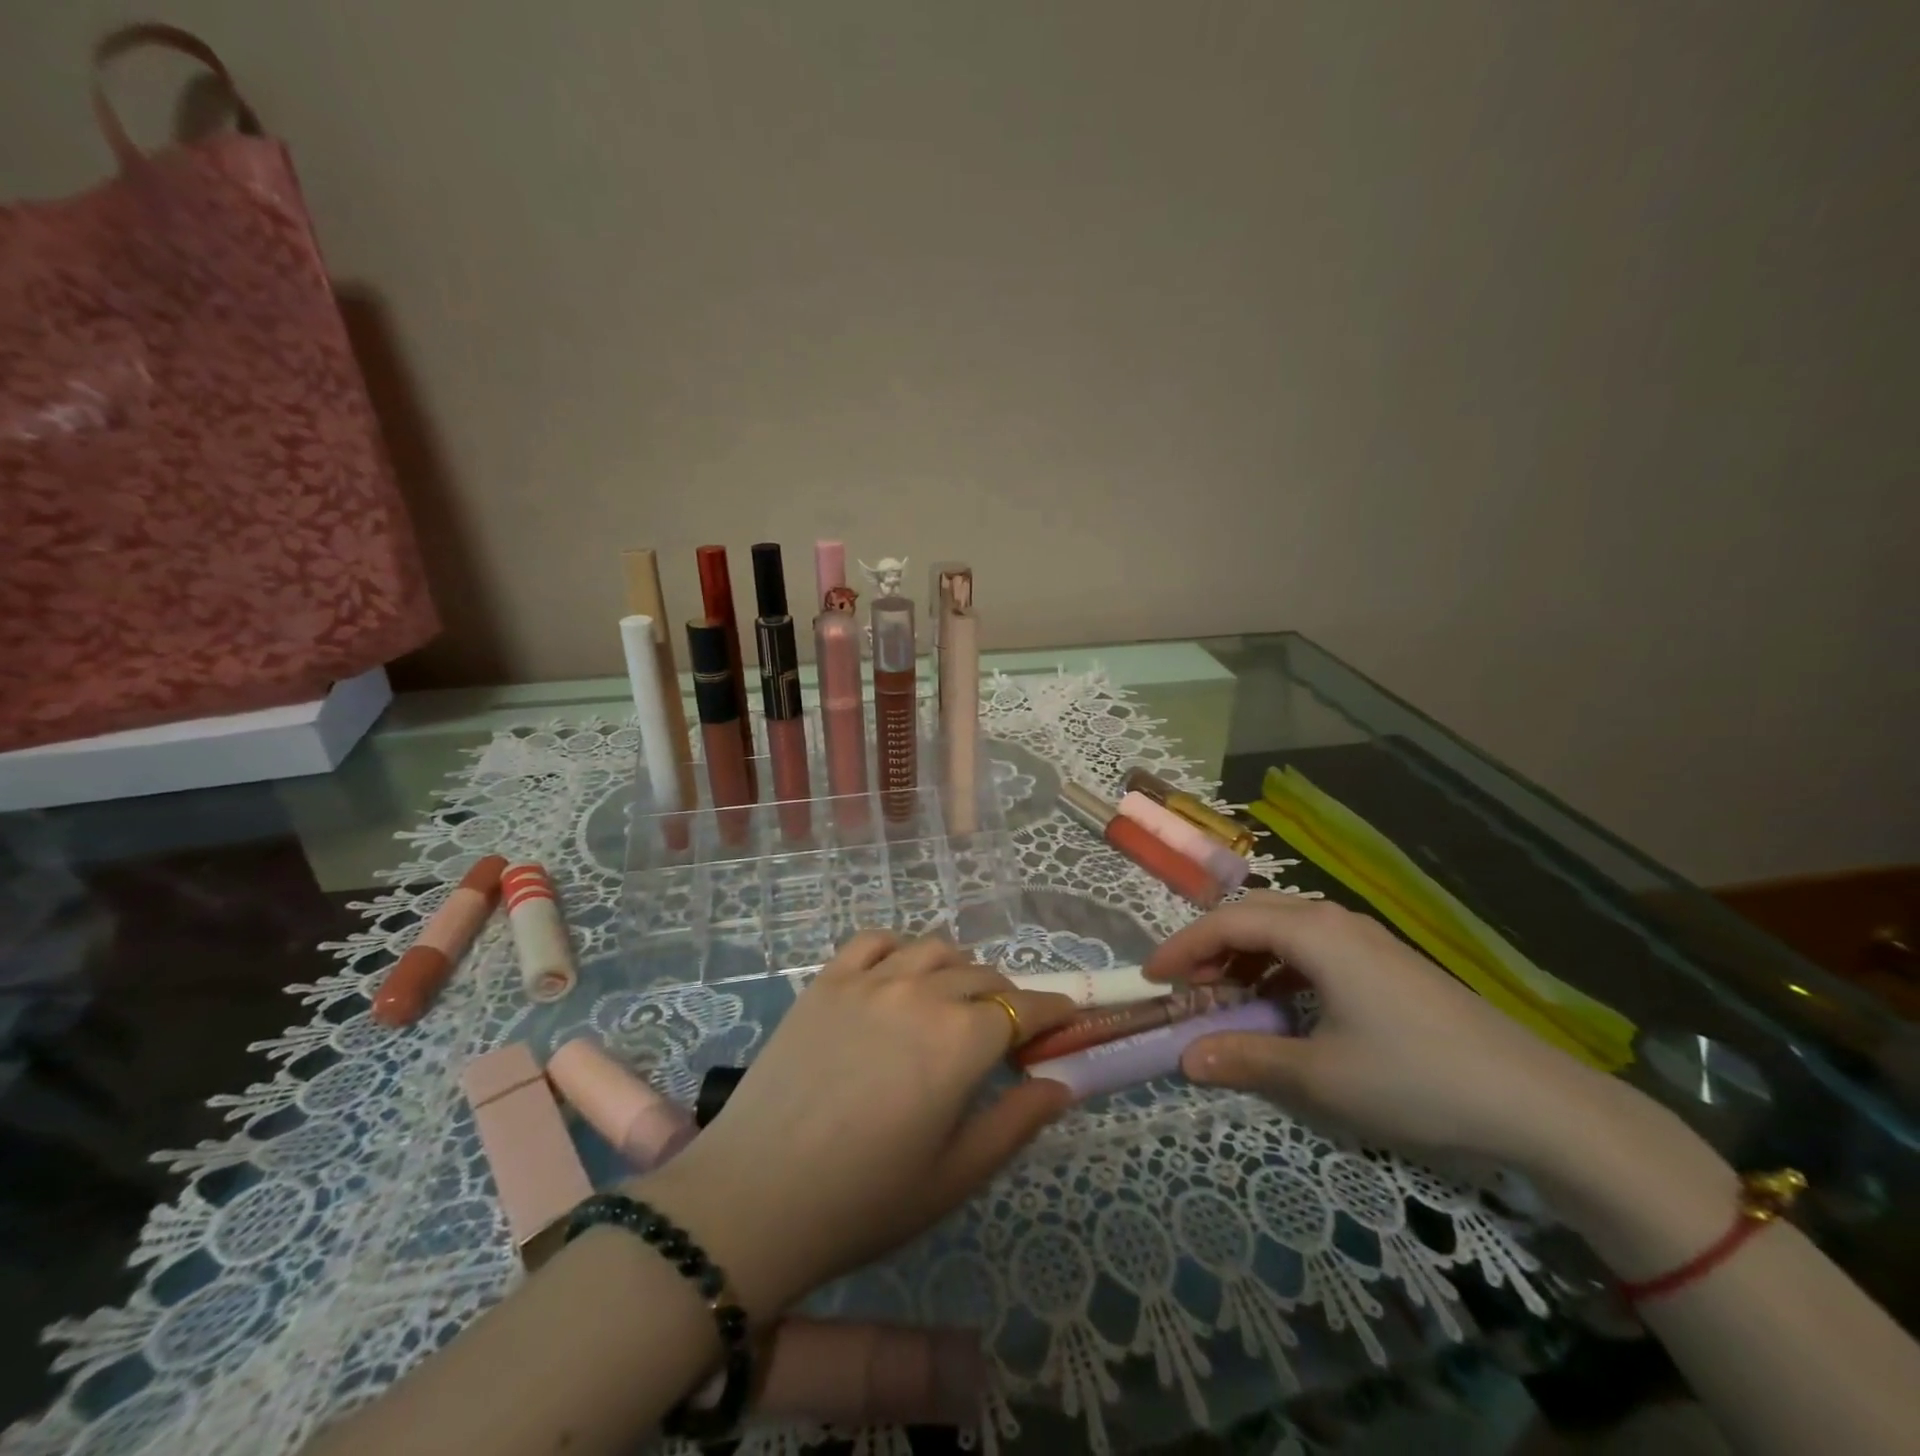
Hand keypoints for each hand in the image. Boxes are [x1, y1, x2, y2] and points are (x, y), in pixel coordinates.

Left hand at [631, 932, 1078, 1317]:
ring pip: (934, 949)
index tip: (1065, 1020)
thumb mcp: (955, 1176)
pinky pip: (875, 940)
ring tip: (953, 1003)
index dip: (1053, 1012)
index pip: (1025, 1009)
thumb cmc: (865, 1200)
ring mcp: (870, 979)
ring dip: (958, 970)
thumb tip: (1062, 1084)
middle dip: (1007, 1000)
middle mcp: (922, 992)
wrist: (755, 1198)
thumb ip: (1017, 1123)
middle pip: (983, 976)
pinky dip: (899, 949)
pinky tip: (898, 976)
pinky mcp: (827, 980)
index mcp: (962, 1039)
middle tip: (1004, 1035)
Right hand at [1145, 892, 1636, 1174]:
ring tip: (1228, 997)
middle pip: (1252, 915)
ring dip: (1245, 957)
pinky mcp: (1386, 963)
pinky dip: (1280, 968)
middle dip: (1211, 947)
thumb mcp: (1320, 1076)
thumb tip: (1185, 1058)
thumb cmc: (1415, 1078)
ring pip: (1283, 929)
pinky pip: (1313, 949)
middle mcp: (1334, 920)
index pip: (1226, 923)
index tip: (1152, 979)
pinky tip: (1282, 1005)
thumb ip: (1246, 1058)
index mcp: (1313, 932)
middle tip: (1187, 989)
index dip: (1182, 948)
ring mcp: (1365, 939)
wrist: (1537, 1101)